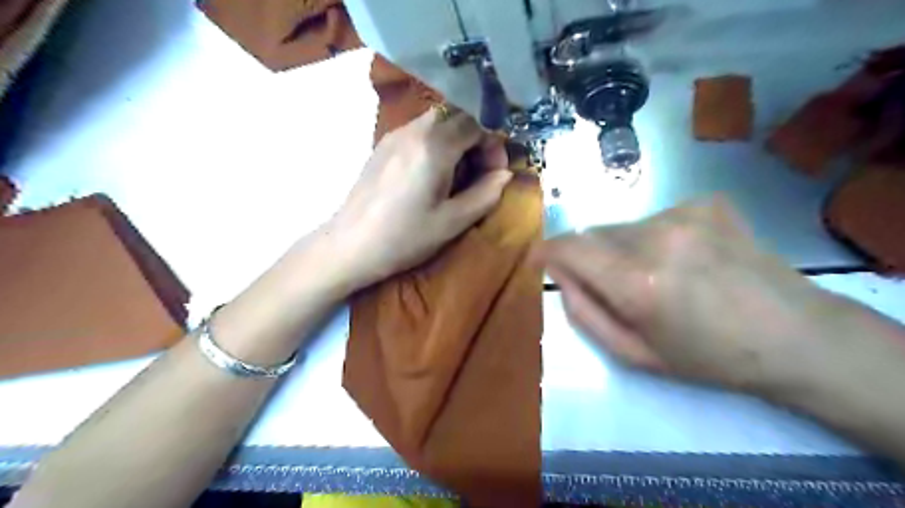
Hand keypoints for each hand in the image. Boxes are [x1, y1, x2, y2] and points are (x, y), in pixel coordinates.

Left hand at [328, 107, 511, 289]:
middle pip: (458, 115)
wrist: (350, 245)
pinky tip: (433, 174)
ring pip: (438, 121)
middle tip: (480, 172)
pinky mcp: (383, 145)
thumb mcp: (452, 222)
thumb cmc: (404, 237)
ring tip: (458, 175)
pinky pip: (419, 131)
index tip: (496, 172)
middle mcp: (414, 130)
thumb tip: (504, 175)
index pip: (477, 123)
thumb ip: (485, 194)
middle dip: (478, 138)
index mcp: (434, 146)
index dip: (494, 144)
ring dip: (457, 140)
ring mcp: (394, 135)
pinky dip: (437, 143)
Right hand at [536, 198, 856, 392]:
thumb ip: (584, 313)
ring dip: (623, 248)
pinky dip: (654, 237)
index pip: (569, 248)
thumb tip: (560, 275)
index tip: (538, 259)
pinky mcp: (706, 203)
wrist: (796, 336)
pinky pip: (655, 218)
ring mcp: (684, 214)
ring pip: (624, 227)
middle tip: (615, 286)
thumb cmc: (708, 357)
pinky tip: (687, 258)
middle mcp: (657, 237)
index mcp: (638, 282)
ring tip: (658, 275)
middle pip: (594, 234)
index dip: (547, 251)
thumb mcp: (634, 354)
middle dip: (589, 257)